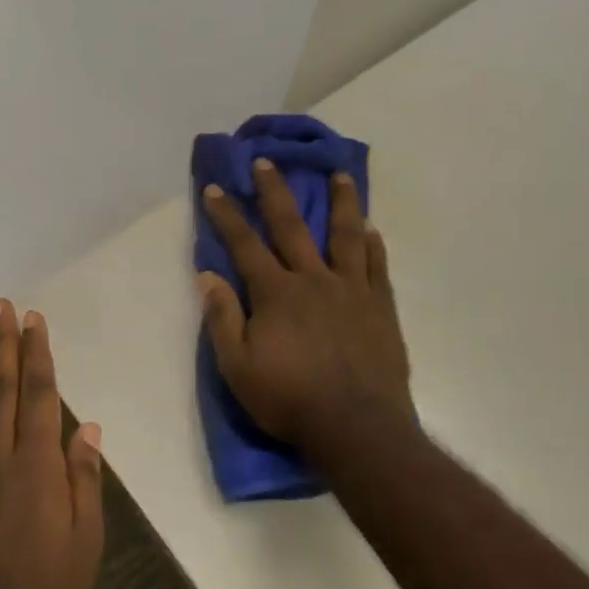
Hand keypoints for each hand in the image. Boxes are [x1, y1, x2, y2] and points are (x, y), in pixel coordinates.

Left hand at [0, 300, 105, 588]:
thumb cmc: (46, 588)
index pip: (38, 395)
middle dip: (4, 344)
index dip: (37, 354)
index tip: (34, 319)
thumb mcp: (85, 538)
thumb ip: (84, 479)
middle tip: (1, 306)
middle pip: (3, 388)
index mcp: (36, 465)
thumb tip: (87, 429)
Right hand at [199, 161, 414, 452]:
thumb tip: (207, 276)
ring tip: (341, 175)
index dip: (227, 215)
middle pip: (292, 226)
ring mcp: (352, 290)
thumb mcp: (238, 367)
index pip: (244, 245)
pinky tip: (371, 228)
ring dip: (342, 202)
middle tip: (267, 161)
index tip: (215, 187)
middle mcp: (314, 279)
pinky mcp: (380, 307)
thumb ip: (223, 318)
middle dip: (275, 192)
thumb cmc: (290, 400)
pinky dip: (373, 244)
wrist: (356, 427)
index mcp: (276, 293)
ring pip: (346, 235)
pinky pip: (377, 266)